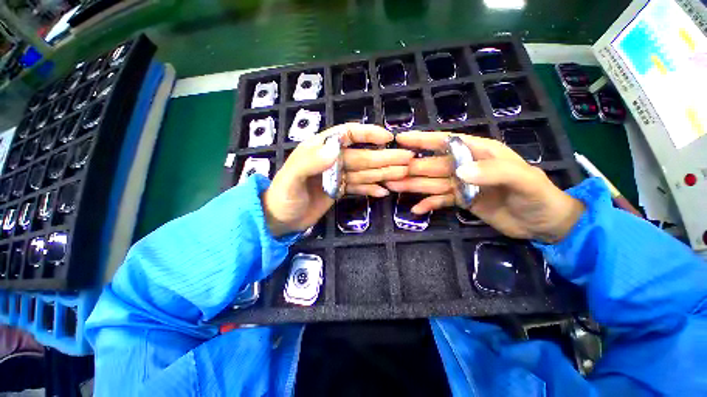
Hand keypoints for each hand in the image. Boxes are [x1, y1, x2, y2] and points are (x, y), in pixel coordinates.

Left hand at [263, 123, 413, 235]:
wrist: (279, 219)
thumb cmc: (283, 197)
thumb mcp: (291, 179)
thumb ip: (311, 162)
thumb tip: (336, 149)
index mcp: (320, 149)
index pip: (347, 134)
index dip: (368, 134)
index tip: (387, 137)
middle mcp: (332, 160)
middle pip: (362, 156)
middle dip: (384, 157)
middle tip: (407, 159)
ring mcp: (337, 176)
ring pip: (364, 172)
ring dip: (383, 172)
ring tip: (403, 173)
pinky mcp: (339, 190)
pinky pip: (358, 187)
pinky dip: (371, 189)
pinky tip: (384, 191)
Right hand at [385, 131, 584, 242]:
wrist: (544, 223)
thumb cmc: (537, 196)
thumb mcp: (522, 180)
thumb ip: (493, 171)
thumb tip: (459, 172)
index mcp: (479, 152)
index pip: (446, 142)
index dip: (422, 139)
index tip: (401, 139)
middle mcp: (465, 166)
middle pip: (432, 164)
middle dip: (410, 167)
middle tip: (390, 173)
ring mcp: (461, 184)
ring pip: (432, 182)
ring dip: (413, 185)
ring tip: (393, 187)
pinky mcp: (461, 200)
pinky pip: (440, 200)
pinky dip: (428, 204)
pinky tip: (415, 209)